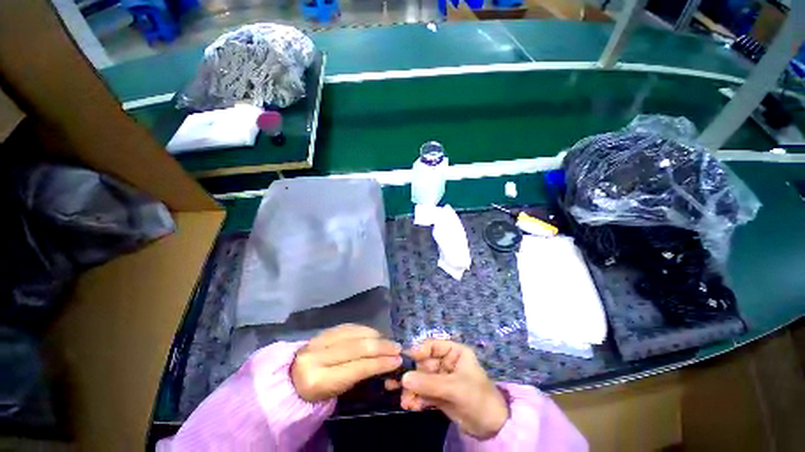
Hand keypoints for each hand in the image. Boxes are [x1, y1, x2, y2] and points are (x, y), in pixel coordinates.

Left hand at [291, 324, 401, 401]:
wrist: (289, 380)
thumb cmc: (315, 394)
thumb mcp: (336, 394)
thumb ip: (358, 378)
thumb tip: (385, 364)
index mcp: (318, 380)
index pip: (356, 368)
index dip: (379, 363)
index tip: (397, 360)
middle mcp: (316, 356)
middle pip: (356, 347)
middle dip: (381, 346)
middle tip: (397, 348)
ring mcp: (318, 340)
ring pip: (353, 333)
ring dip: (375, 335)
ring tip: (388, 340)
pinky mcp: (321, 331)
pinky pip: (347, 326)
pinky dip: (363, 329)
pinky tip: (374, 333)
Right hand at [388, 340, 508, 439]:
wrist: (492, 427)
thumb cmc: (477, 398)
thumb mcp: (454, 388)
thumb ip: (429, 383)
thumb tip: (403, 378)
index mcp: (454, 353)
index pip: (433, 346)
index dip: (419, 351)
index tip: (405, 361)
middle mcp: (447, 363)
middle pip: (424, 364)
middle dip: (412, 376)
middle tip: (398, 385)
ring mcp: (442, 379)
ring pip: (423, 379)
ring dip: (413, 389)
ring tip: (405, 401)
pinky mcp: (440, 394)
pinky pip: (425, 392)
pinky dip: (417, 398)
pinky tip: (411, 406)